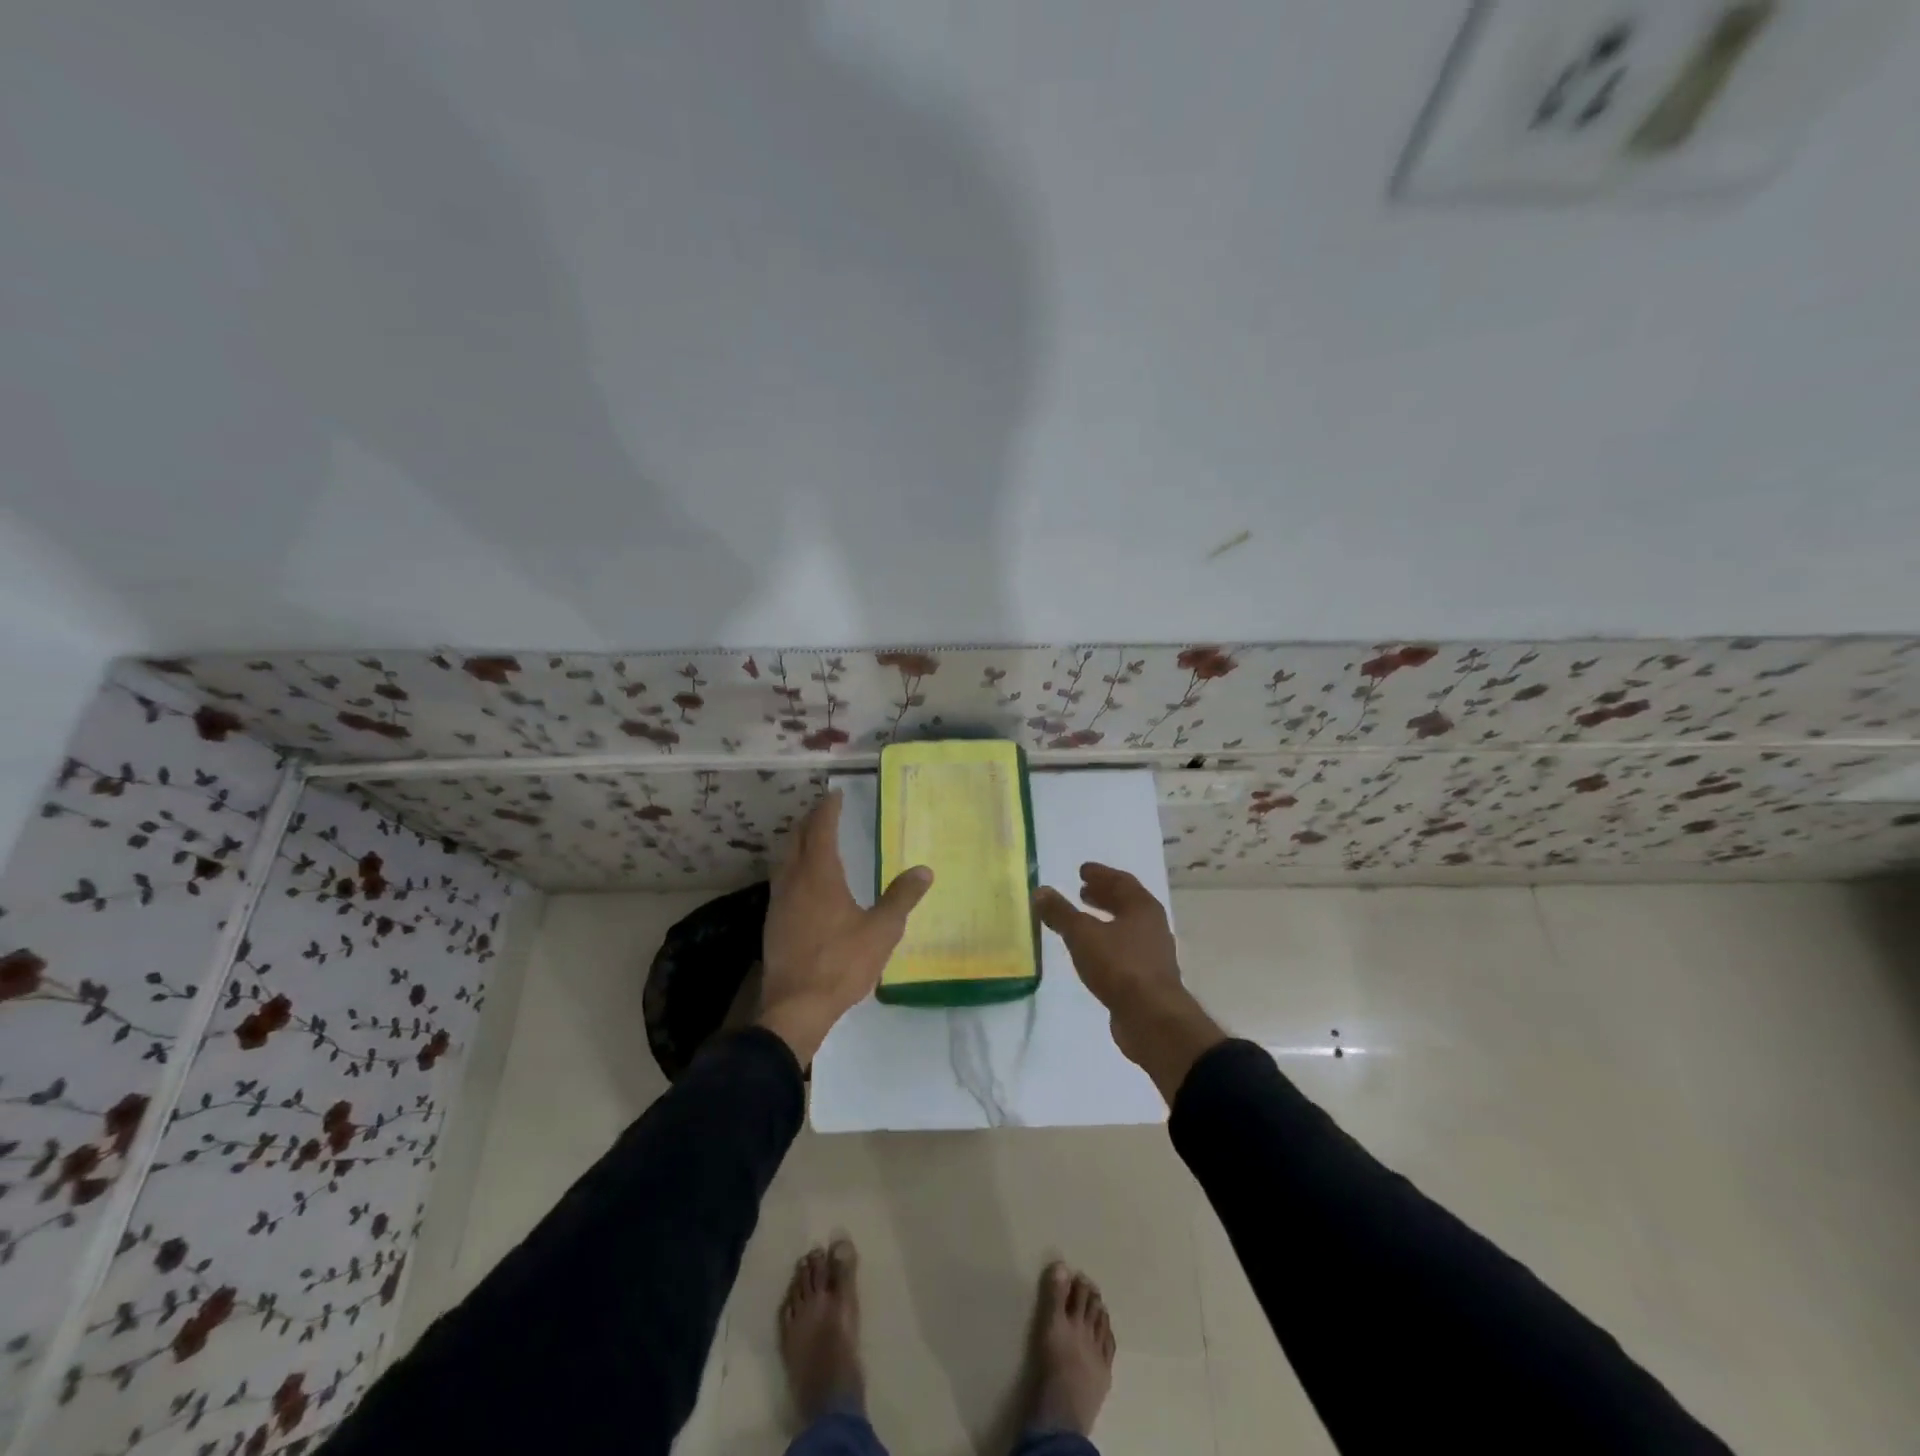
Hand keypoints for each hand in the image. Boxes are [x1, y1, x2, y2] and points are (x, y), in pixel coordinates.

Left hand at [758, 791, 932, 1063]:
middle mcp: (793, 881)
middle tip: (825, 812)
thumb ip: (901, 898)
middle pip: (796, 839)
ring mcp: (778, 902)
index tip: (835, 795)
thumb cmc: (841, 963)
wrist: (795, 1007)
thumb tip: (924, 870)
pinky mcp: (772, 923)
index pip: (820, 829)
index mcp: (819, 875)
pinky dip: (792, 867)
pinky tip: (803, 884)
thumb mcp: (882, 931)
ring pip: (784, 860)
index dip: (827, 809)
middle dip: (809, 821)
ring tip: (813, 840)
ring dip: (797, 843)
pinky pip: (781, 881)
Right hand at [1035, 863, 1223, 1101]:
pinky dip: (1106, 944)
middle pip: (1126, 904)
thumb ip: (1060, 913)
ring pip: (1126, 928)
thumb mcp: (1082, 935)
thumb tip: (1040, 891)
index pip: (1121, 881)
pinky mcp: (1147, 979)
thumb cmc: (1120, 966)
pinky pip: (1124, 951)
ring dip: (1104, 920)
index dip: (1100, 874)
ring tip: (1082, 922)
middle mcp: (1152, 926)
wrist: (1152, 1019)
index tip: (1082, 870)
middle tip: (1081, 891)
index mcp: (1142, 907)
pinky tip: (1090, 954)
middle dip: (1103, 896)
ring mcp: (1152, 954)